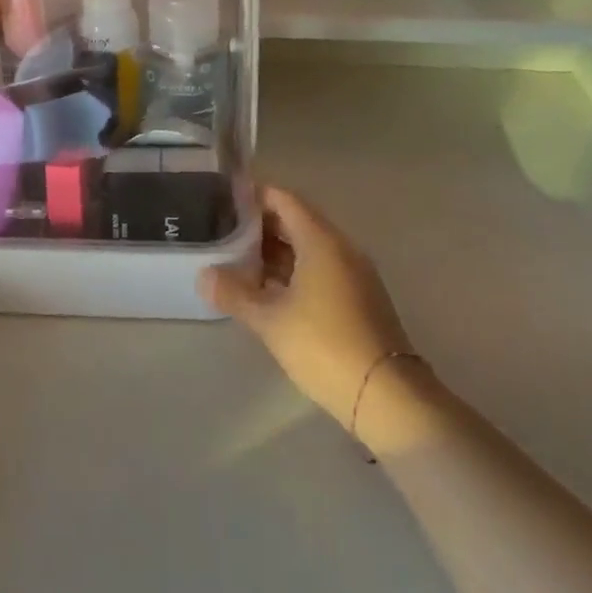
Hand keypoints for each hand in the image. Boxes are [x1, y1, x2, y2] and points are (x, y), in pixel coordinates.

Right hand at [200, 186, 416, 431]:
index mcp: (321, 240)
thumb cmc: (324, 345)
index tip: (224, 199)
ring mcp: (353, 274)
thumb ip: (234, 293)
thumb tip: (203, 275)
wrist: (387, 397)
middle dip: (261, 225)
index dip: (254, 195)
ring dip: (276, 251)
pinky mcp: (358, 298)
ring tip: (238, 260)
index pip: (284, 199)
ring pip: (308, 247)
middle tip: (224, 231)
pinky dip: (293, 271)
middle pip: (296, 221)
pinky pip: (320, 269)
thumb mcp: (270, 320)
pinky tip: (268, 290)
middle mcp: (341, 247)